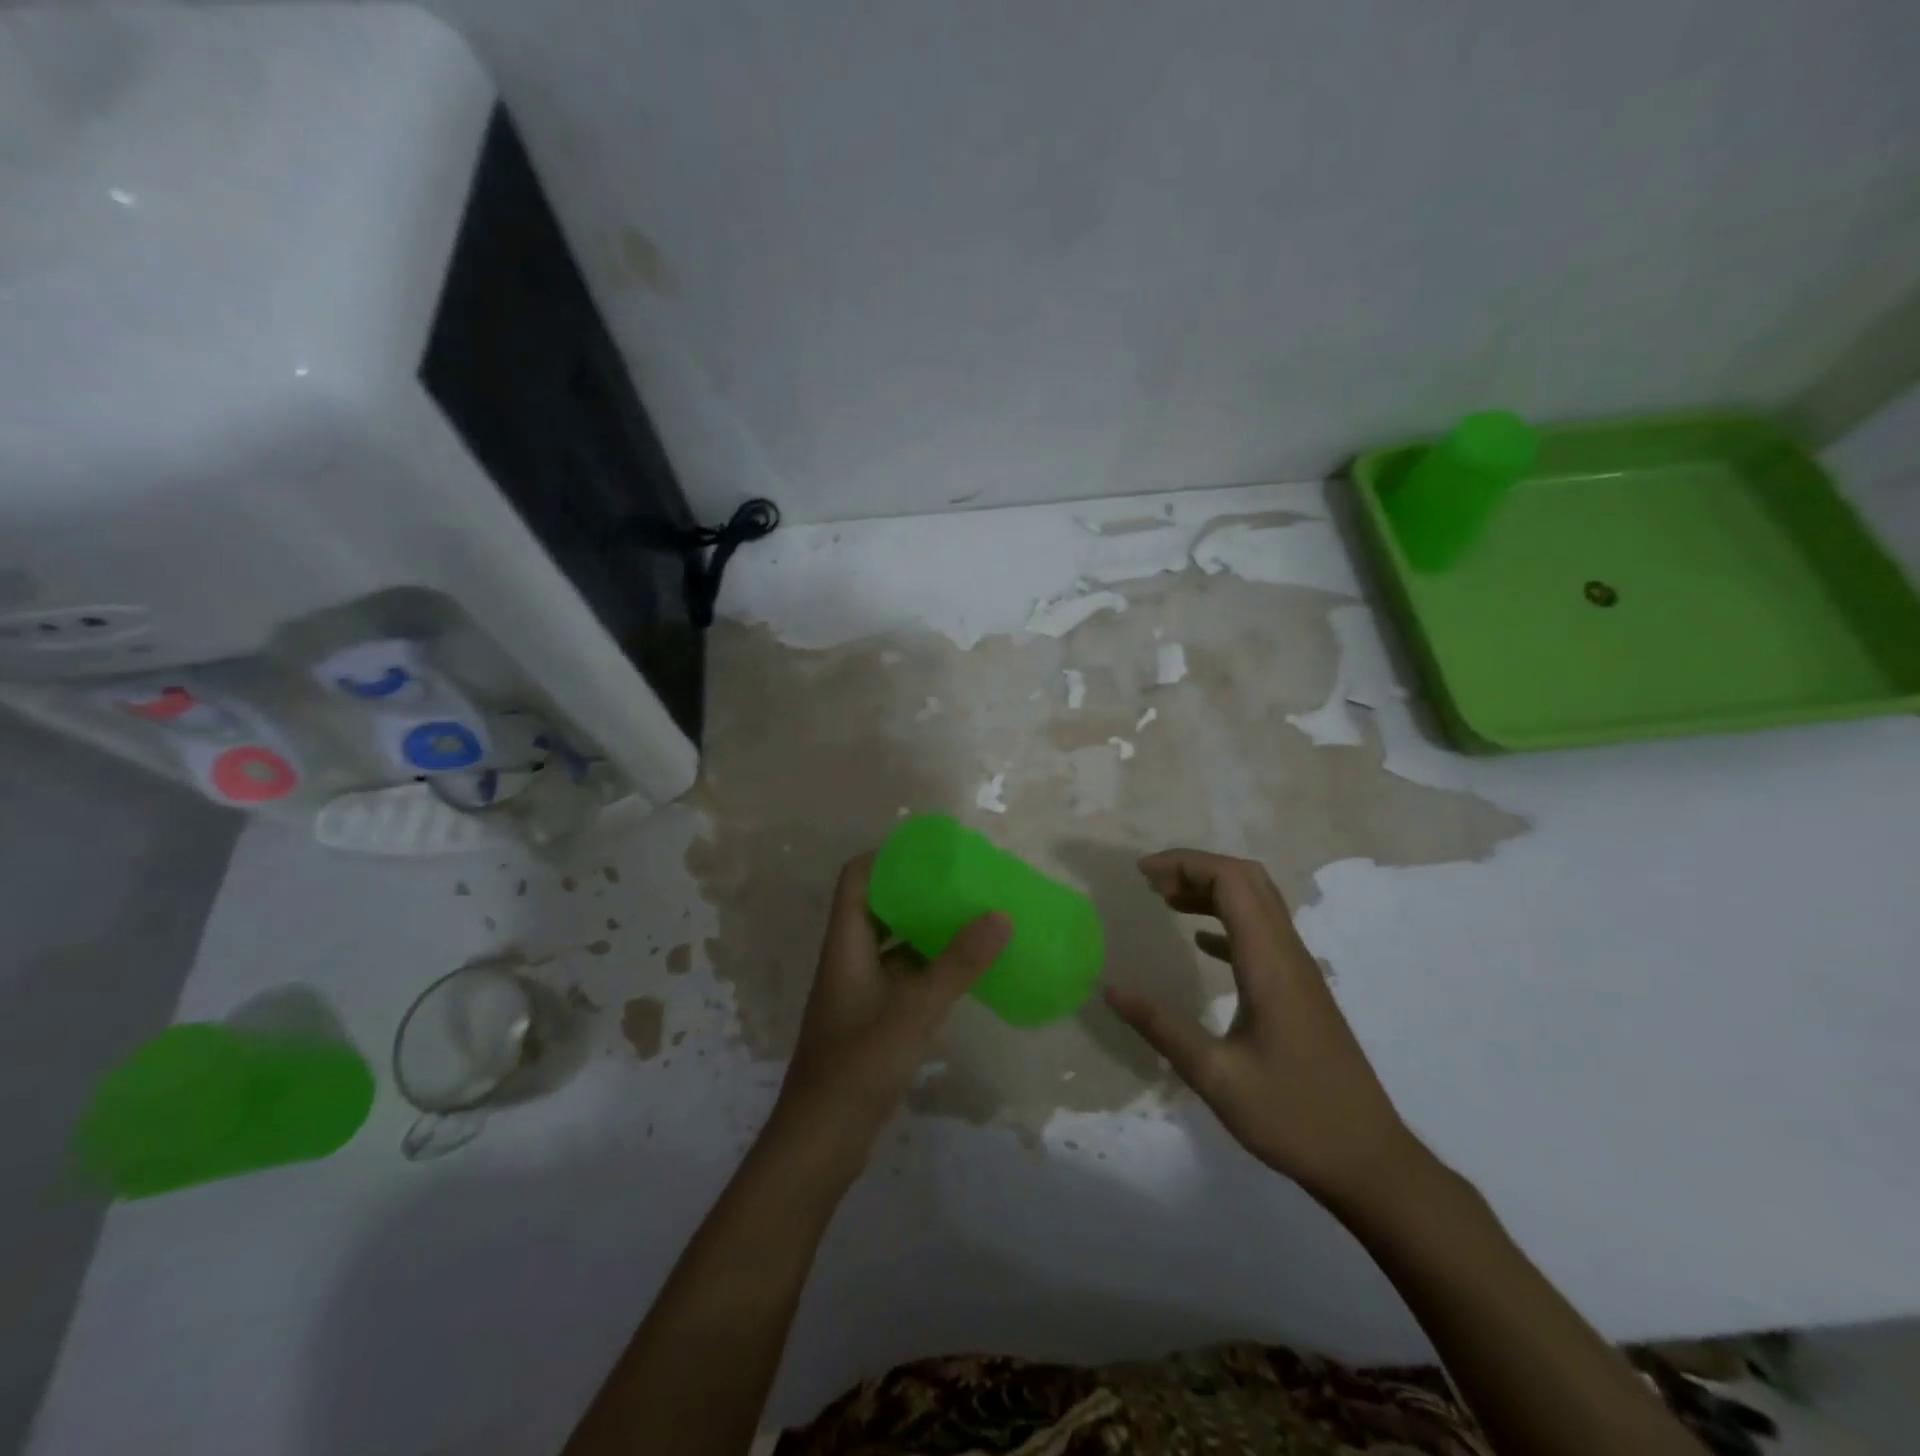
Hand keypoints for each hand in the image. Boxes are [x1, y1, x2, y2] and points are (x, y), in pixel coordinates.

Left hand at [774, 853, 1010, 1158]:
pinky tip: (963, 970)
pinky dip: (929, 966)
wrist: (822, 1139)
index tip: (929, 851)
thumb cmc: (859, 1064)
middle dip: (917, 892)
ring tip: (970, 917)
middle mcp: (850, 959)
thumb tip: (1000, 915)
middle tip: (961, 881)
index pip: (857, 879)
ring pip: (894, 944)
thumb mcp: (914, 1009)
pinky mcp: (873, 1019)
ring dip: (926, 930)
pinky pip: (903, 976)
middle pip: (879, 908)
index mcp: (846, 943)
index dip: (886, 858)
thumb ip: (958, 964)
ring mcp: (860, 991)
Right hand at [1105, 848, 1419, 1204]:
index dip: (1185, 864)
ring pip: (1258, 903)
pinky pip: (1262, 934)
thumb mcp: (1215, 1076)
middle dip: (1197, 868)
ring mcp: (1300, 972)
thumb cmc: (1292, 1117)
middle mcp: (1289, 955)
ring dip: (1212, 891)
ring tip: (1166, 900)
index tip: (1142, 874)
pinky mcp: (1301, 990)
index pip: (1232, 881)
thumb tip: (1110, 988)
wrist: (1369, 1161)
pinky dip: (1227, 921)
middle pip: (1248, 880)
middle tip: (1151, 882)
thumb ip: (1161, 1027)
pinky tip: (1201, 941)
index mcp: (1270, 964)